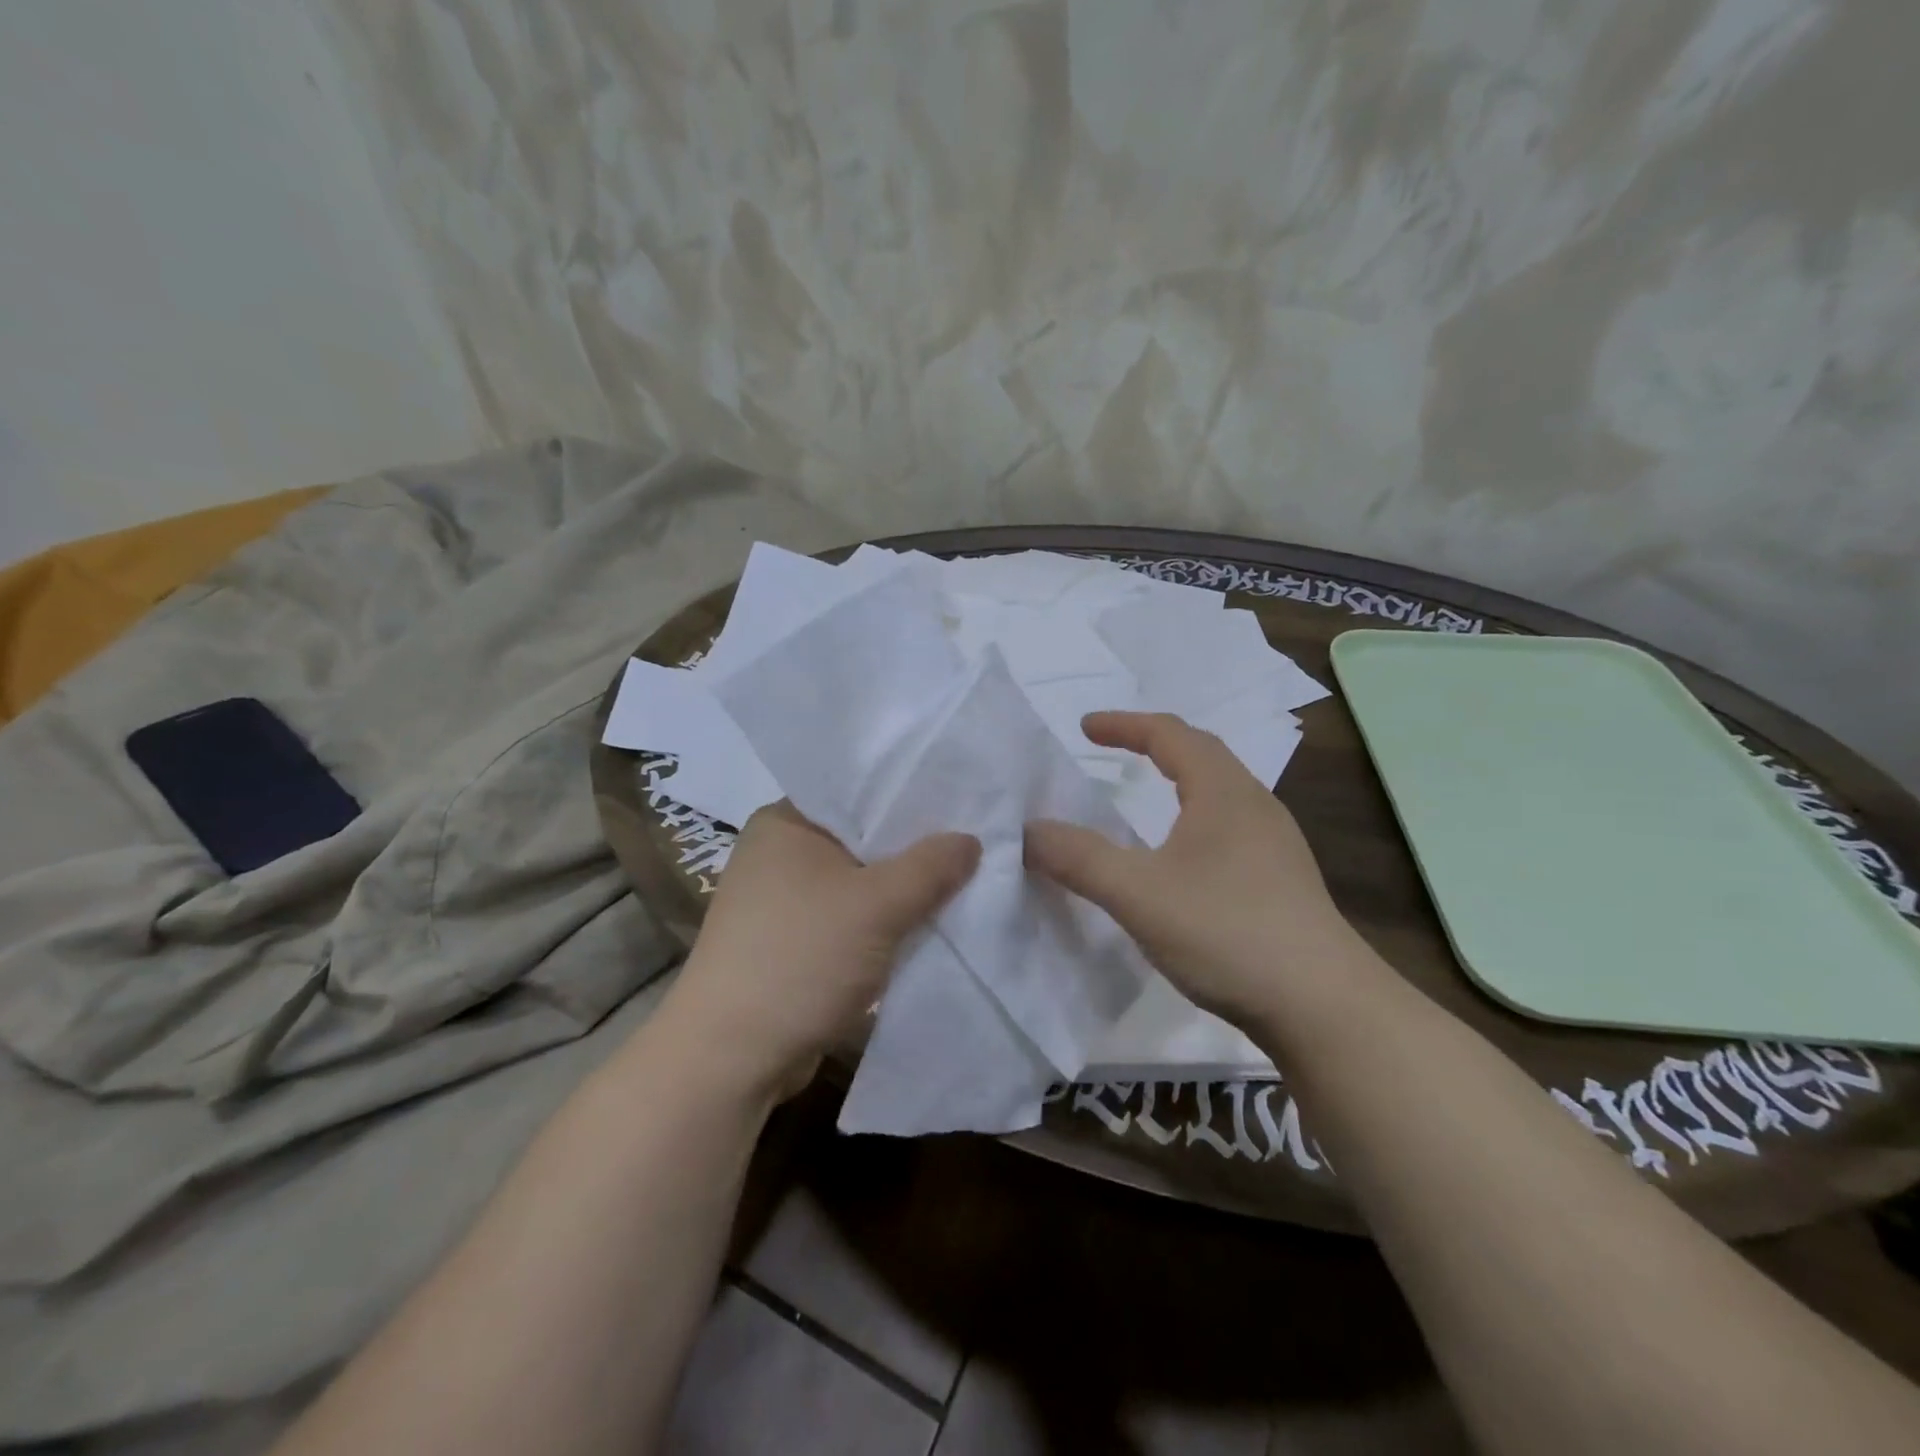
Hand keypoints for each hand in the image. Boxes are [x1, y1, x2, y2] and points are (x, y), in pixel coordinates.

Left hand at [664, 802, 979, 1101]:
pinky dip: (883, 923)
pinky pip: (850, 918)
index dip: (913, 797)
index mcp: (785, 822)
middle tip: (975, 844)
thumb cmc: (800, 959)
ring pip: (859, 883)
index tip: (964, 803)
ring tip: (963, 882)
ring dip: (901, 892)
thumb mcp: (877, 905)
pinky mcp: (792, 942)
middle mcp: (779, 853)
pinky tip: (926, 926)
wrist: (731, 1058)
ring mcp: (782, 901)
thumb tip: (971, 840)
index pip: (859, 791)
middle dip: (914, 850)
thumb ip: (930, 866)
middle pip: (863, 839)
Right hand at [1025, 711, 1357, 1027]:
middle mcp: (1254, 806)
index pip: (1170, 734)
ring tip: (1143, 796)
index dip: (1124, 725)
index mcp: (1223, 792)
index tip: (1084, 727)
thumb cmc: (1228, 932)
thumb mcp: (1138, 893)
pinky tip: (1182, 859)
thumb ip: (1079, 858)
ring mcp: (1275, 845)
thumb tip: (1029, 829)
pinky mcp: (1282, 882)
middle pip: (1201, 755)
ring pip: (1219, 793)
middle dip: (1152, 744)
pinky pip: (1228, 828)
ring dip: (1178, 781)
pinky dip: (1193, 819)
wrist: (1324, 1007)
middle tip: (1110, 751)